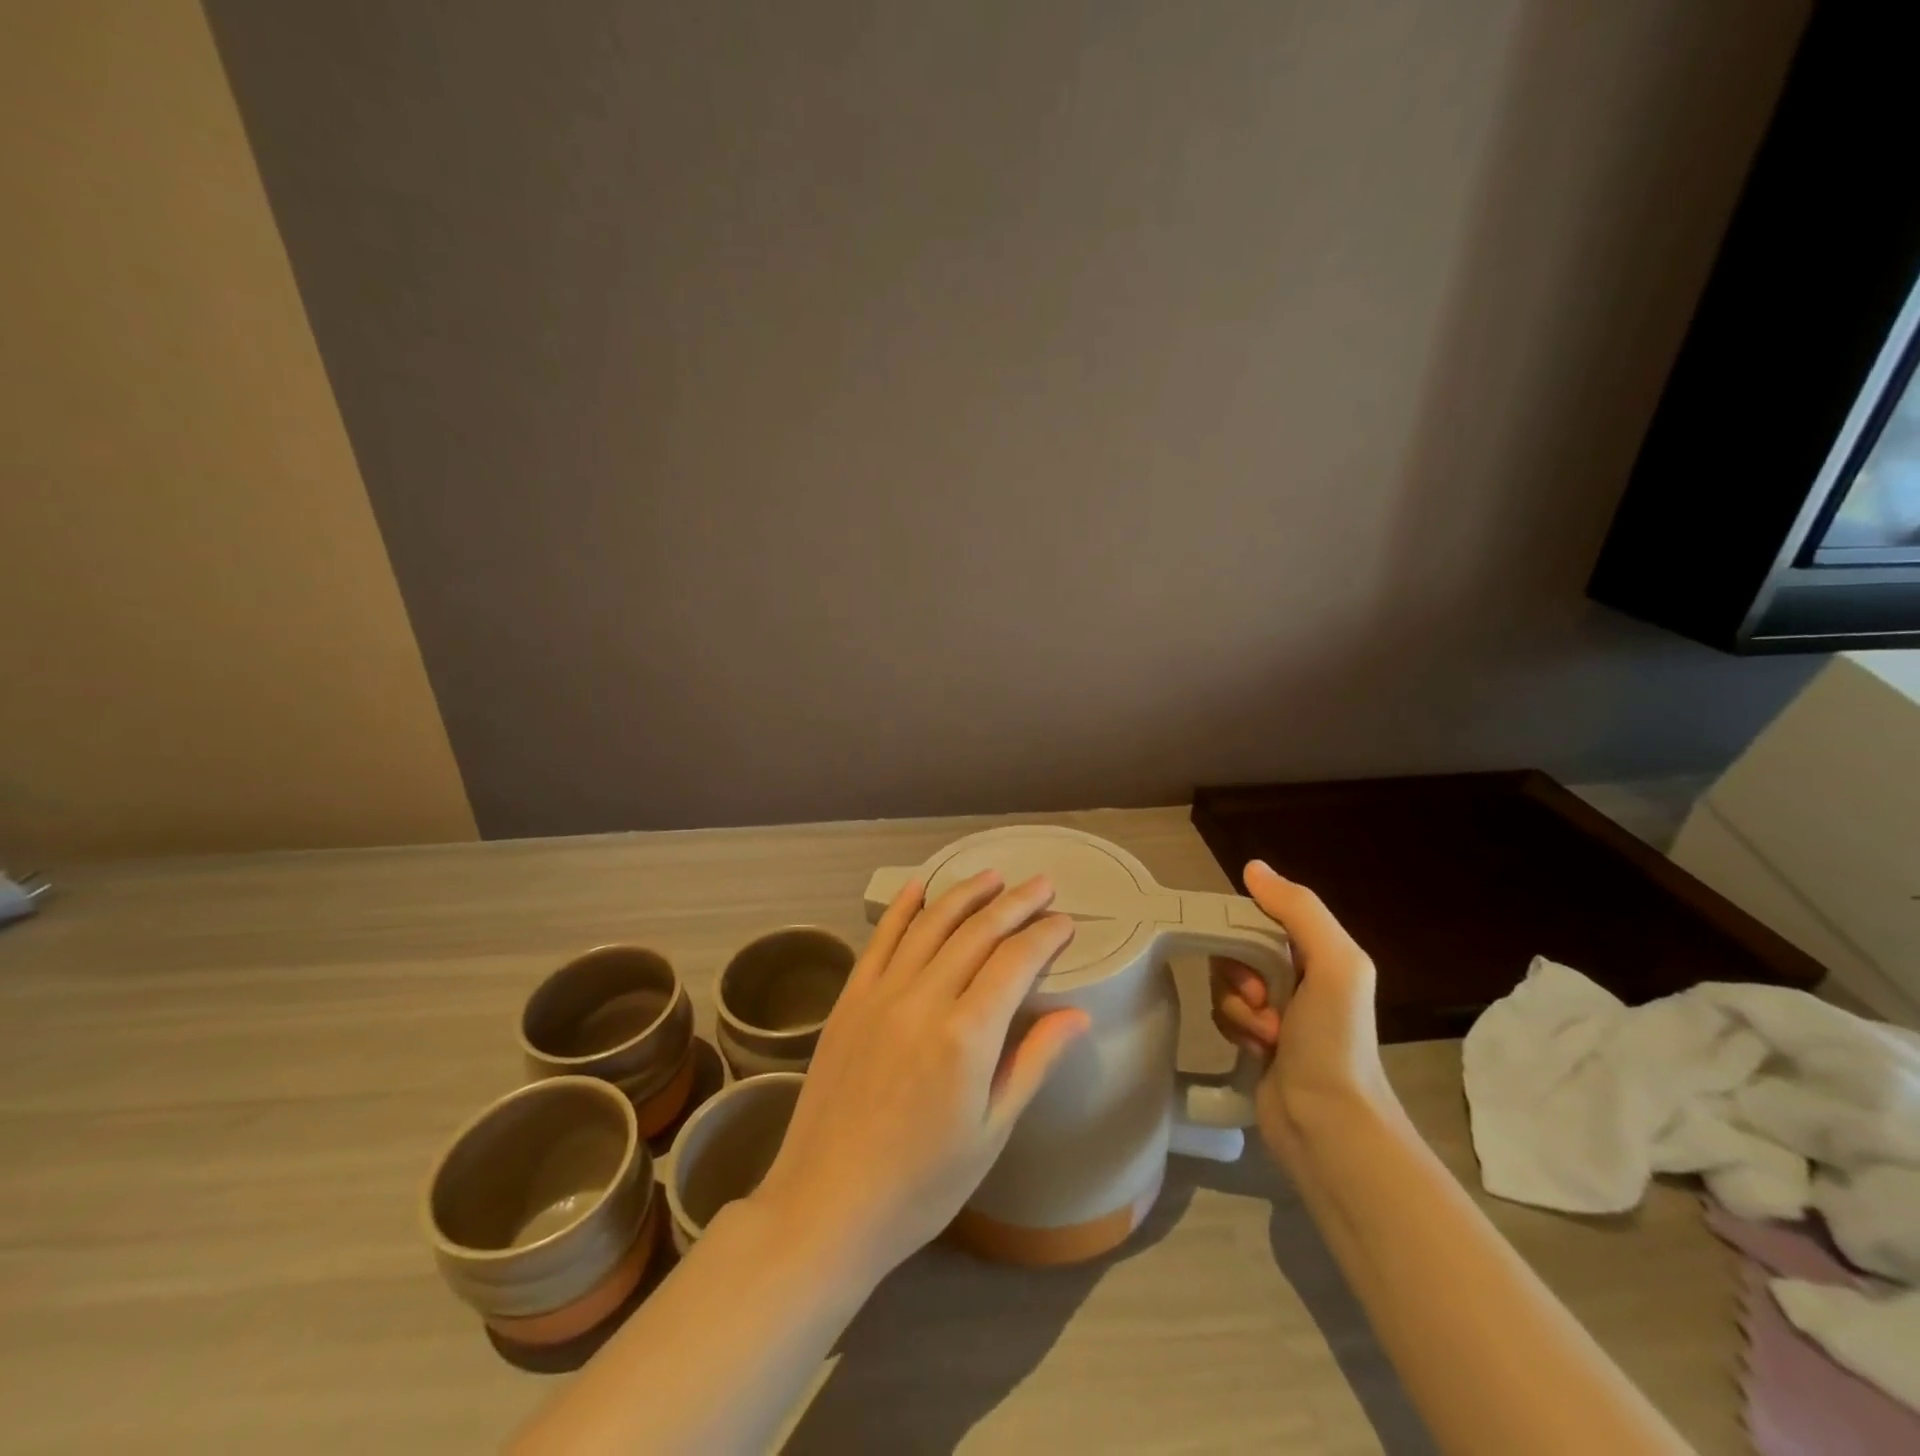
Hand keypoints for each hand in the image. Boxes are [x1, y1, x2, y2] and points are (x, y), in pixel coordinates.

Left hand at [745, 871, 1089, 1285]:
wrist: (828, 1203)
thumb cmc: (923, 1183)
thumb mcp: (991, 1131)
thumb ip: (1033, 1062)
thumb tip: (1078, 1015)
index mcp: (967, 1036)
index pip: (1015, 963)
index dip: (1044, 937)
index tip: (1065, 923)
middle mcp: (924, 999)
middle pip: (977, 933)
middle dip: (1015, 904)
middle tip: (1042, 884)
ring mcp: (882, 993)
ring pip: (931, 925)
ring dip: (965, 894)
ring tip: (993, 876)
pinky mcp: (851, 998)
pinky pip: (881, 939)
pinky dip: (904, 908)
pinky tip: (921, 886)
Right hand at [1209, 860, 1396, 1172]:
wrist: (1328, 1124)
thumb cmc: (1335, 1040)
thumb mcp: (1334, 964)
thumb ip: (1299, 910)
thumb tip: (1253, 867)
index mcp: (1318, 953)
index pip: (1259, 916)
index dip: (1243, 931)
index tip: (1250, 958)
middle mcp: (1296, 976)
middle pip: (1235, 948)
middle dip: (1239, 974)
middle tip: (1262, 1000)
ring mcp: (1274, 1010)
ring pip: (1223, 982)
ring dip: (1238, 1008)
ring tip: (1266, 1036)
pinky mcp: (1254, 1040)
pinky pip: (1222, 1013)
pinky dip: (1234, 1028)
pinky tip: (1257, 1050)